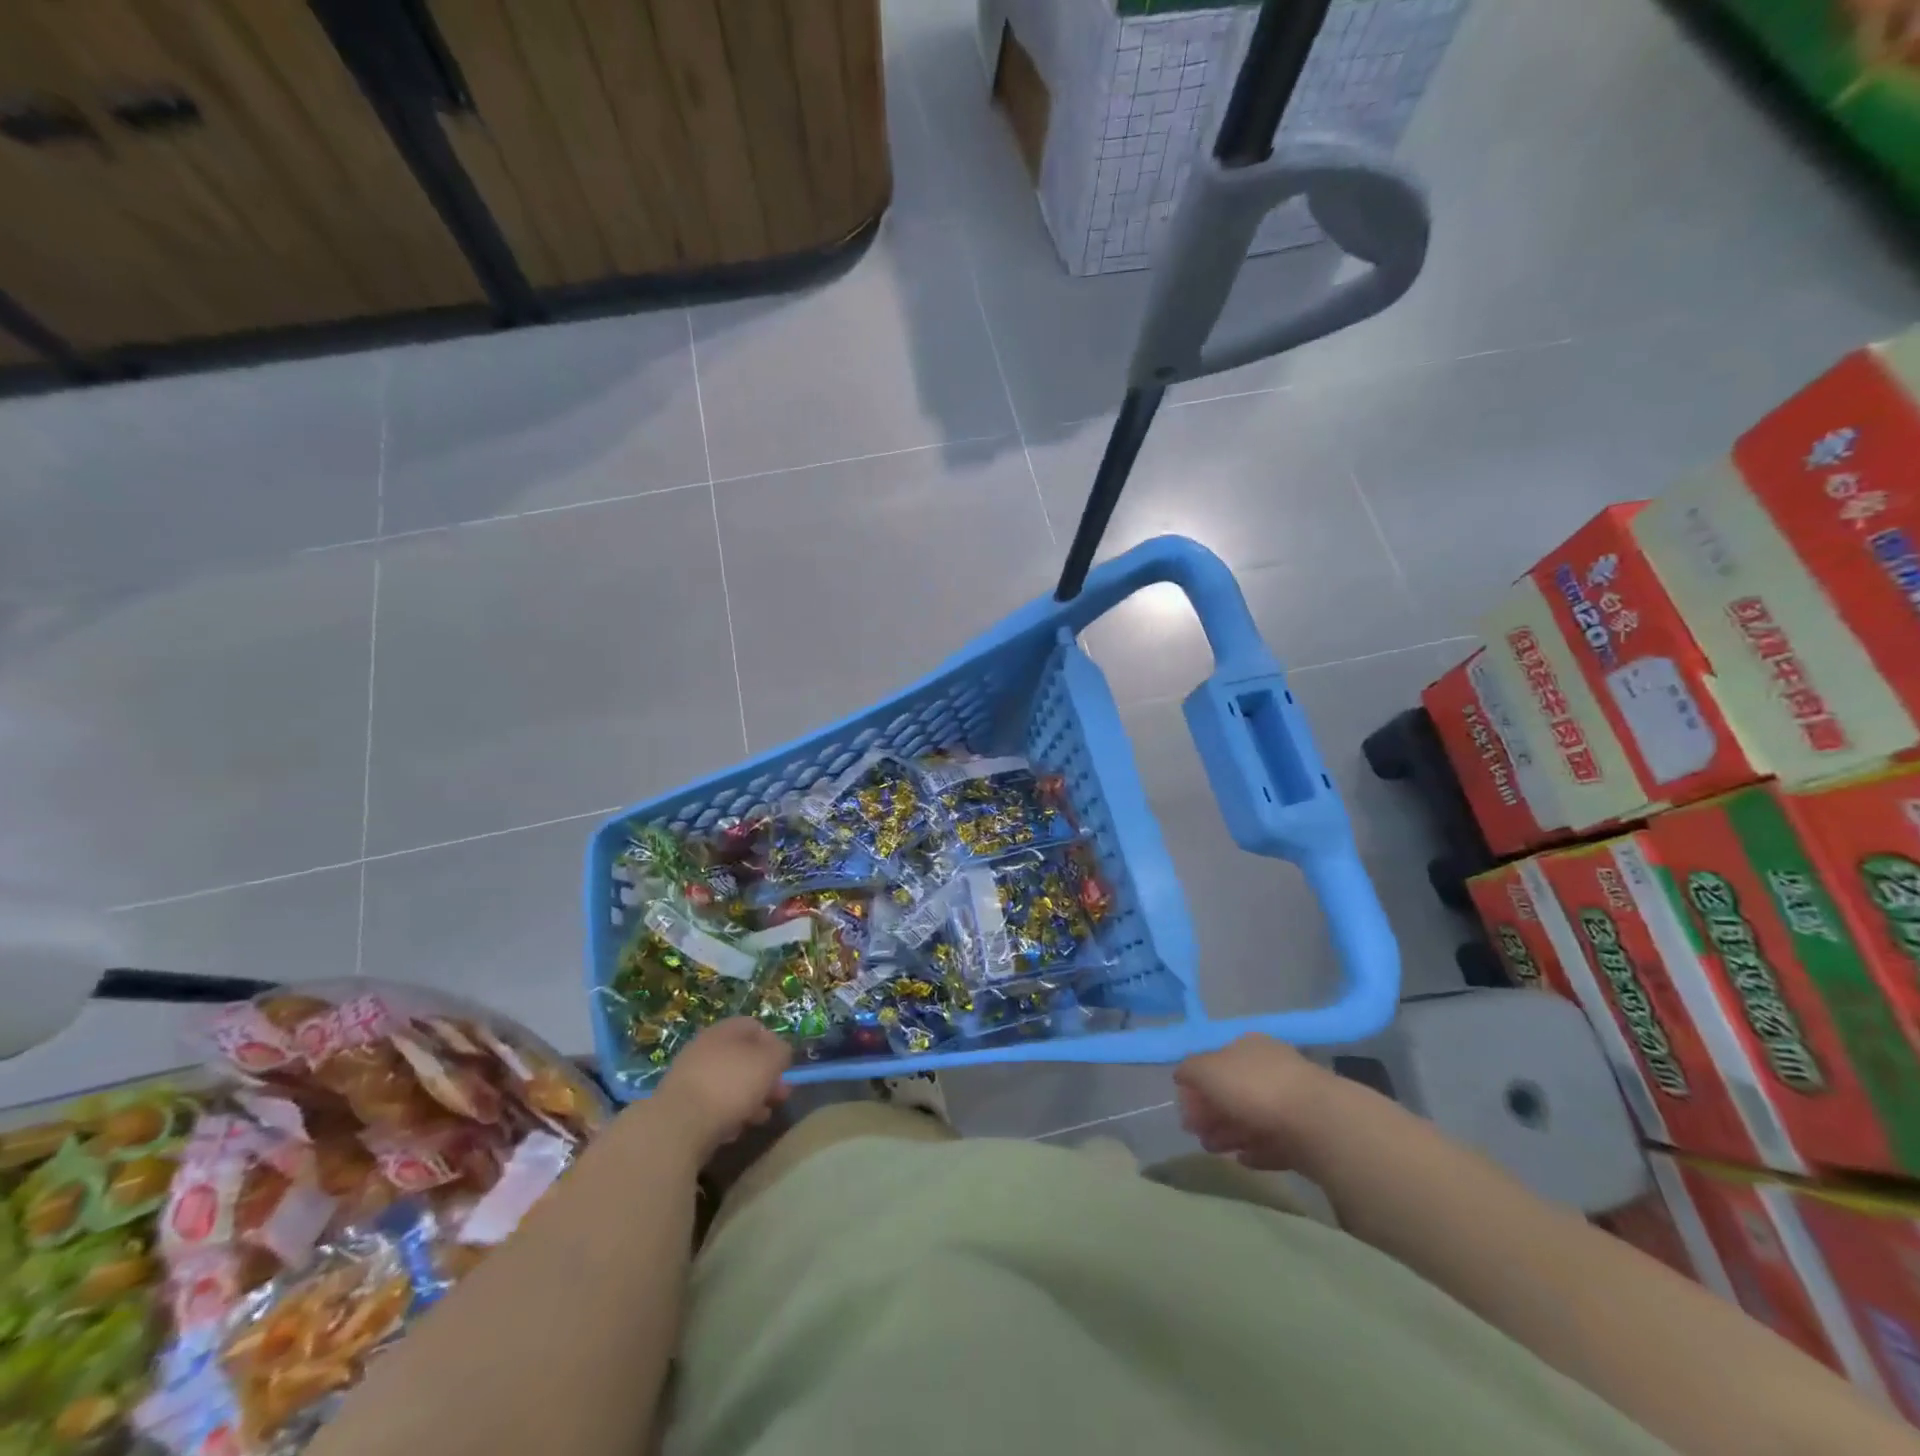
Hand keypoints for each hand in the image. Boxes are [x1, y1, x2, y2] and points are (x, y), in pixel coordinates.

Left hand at [653, 1018, 790, 1161]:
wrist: (676, 1127)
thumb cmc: (730, 1086)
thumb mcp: (768, 1063)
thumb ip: (781, 1052)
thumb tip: (779, 1052)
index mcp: (724, 1031)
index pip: (755, 1027)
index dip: (774, 1045)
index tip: (784, 1067)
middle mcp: (705, 1049)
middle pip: (742, 1059)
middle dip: (764, 1078)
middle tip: (779, 1097)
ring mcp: (690, 1079)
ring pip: (729, 1085)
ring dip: (749, 1100)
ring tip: (759, 1119)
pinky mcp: (680, 1108)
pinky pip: (712, 1107)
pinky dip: (727, 1117)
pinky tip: (733, 1132)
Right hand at [1174, 1034, 1335, 1171]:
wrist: (1319, 1123)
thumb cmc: (1255, 1087)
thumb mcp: (1208, 1070)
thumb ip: (1190, 1070)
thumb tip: (1181, 1075)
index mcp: (1248, 1046)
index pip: (1216, 1062)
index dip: (1197, 1085)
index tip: (1184, 1109)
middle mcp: (1270, 1068)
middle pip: (1233, 1091)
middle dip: (1211, 1113)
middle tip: (1196, 1135)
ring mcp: (1291, 1102)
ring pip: (1252, 1118)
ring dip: (1229, 1133)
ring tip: (1213, 1151)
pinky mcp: (1307, 1135)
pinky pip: (1274, 1142)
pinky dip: (1256, 1150)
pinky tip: (1243, 1161)